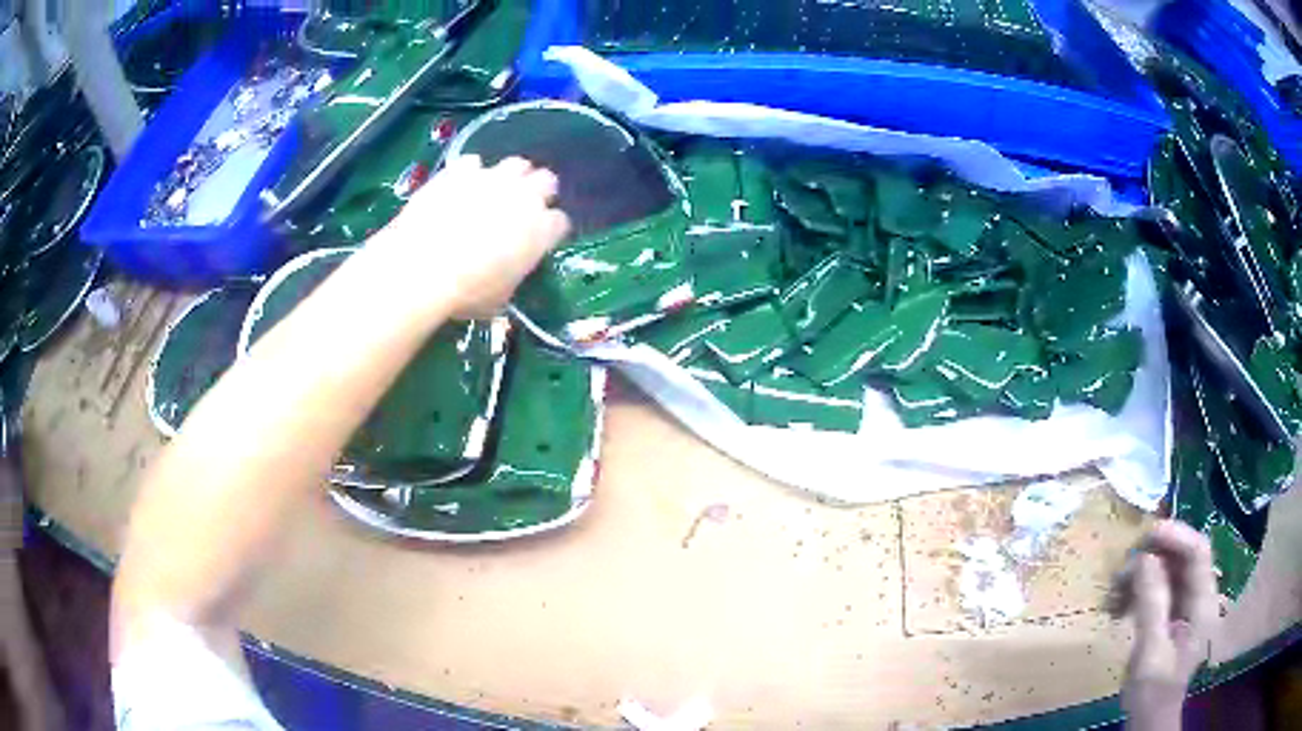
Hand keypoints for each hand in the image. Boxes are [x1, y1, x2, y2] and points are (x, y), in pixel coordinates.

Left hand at [356, 155, 570, 319]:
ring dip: (510, 176)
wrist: (422, 267)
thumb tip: (507, 271)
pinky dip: (469, 173)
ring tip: (495, 190)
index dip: (549, 230)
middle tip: (521, 207)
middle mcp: (525, 197)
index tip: (538, 239)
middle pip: (547, 181)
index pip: (560, 222)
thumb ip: (512, 275)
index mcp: (541, 231)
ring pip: (516, 164)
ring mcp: (493, 179)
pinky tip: (460, 186)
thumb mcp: (500, 297)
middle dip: (538, 192)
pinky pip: (472, 163)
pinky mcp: (461, 170)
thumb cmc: (466, 293)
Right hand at [1113, 520, 1217, 729]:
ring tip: (1113, 594)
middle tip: (1121, 570)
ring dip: (1140, 577)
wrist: (1149, 721)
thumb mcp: (1152, 652)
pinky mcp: (1171, 616)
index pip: (1198, 552)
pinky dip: (1137, 592)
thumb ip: (1152, 605)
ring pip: (1166, 573)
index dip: (1176, 536)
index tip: (1146, 536)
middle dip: (1152, 558)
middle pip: (1181, 559)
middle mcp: (1199, 596)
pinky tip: (1118, 607)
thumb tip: (1144, 559)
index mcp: (1204, 602)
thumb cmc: (1154, 691)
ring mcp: (1185, 606)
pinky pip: (1156, 590)